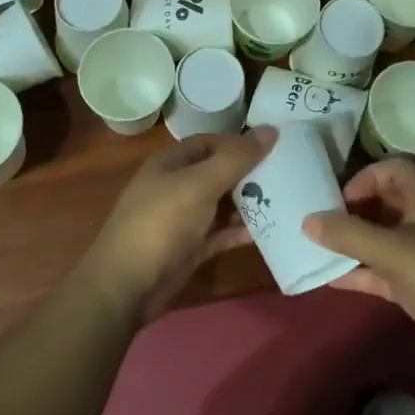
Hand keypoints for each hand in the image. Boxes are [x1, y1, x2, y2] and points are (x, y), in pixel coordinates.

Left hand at [86, 129, 272, 319]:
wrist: (127, 284)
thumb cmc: (161, 222)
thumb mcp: (200, 184)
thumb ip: (236, 159)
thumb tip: (271, 129)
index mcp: (171, 162)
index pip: (209, 142)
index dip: (238, 142)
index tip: (273, 146)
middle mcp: (175, 186)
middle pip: (217, 172)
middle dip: (248, 173)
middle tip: (287, 174)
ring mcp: (182, 219)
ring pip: (220, 204)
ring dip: (247, 203)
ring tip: (285, 200)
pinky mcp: (189, 248)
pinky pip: (220, 234)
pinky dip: (239, 231)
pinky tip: (268, 230)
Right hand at [303, 159, 414, 389]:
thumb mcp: (397, 252)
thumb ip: (351, 234)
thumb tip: (306, 219)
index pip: (392, 171)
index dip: (364, 178)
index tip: (337, 200)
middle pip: (381, 204)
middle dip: (350, 210)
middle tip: (315, 222)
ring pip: (377, 240)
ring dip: (349, 243)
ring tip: (312, 248)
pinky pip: (379, 272)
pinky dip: (357, 273)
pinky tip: (327, 279)